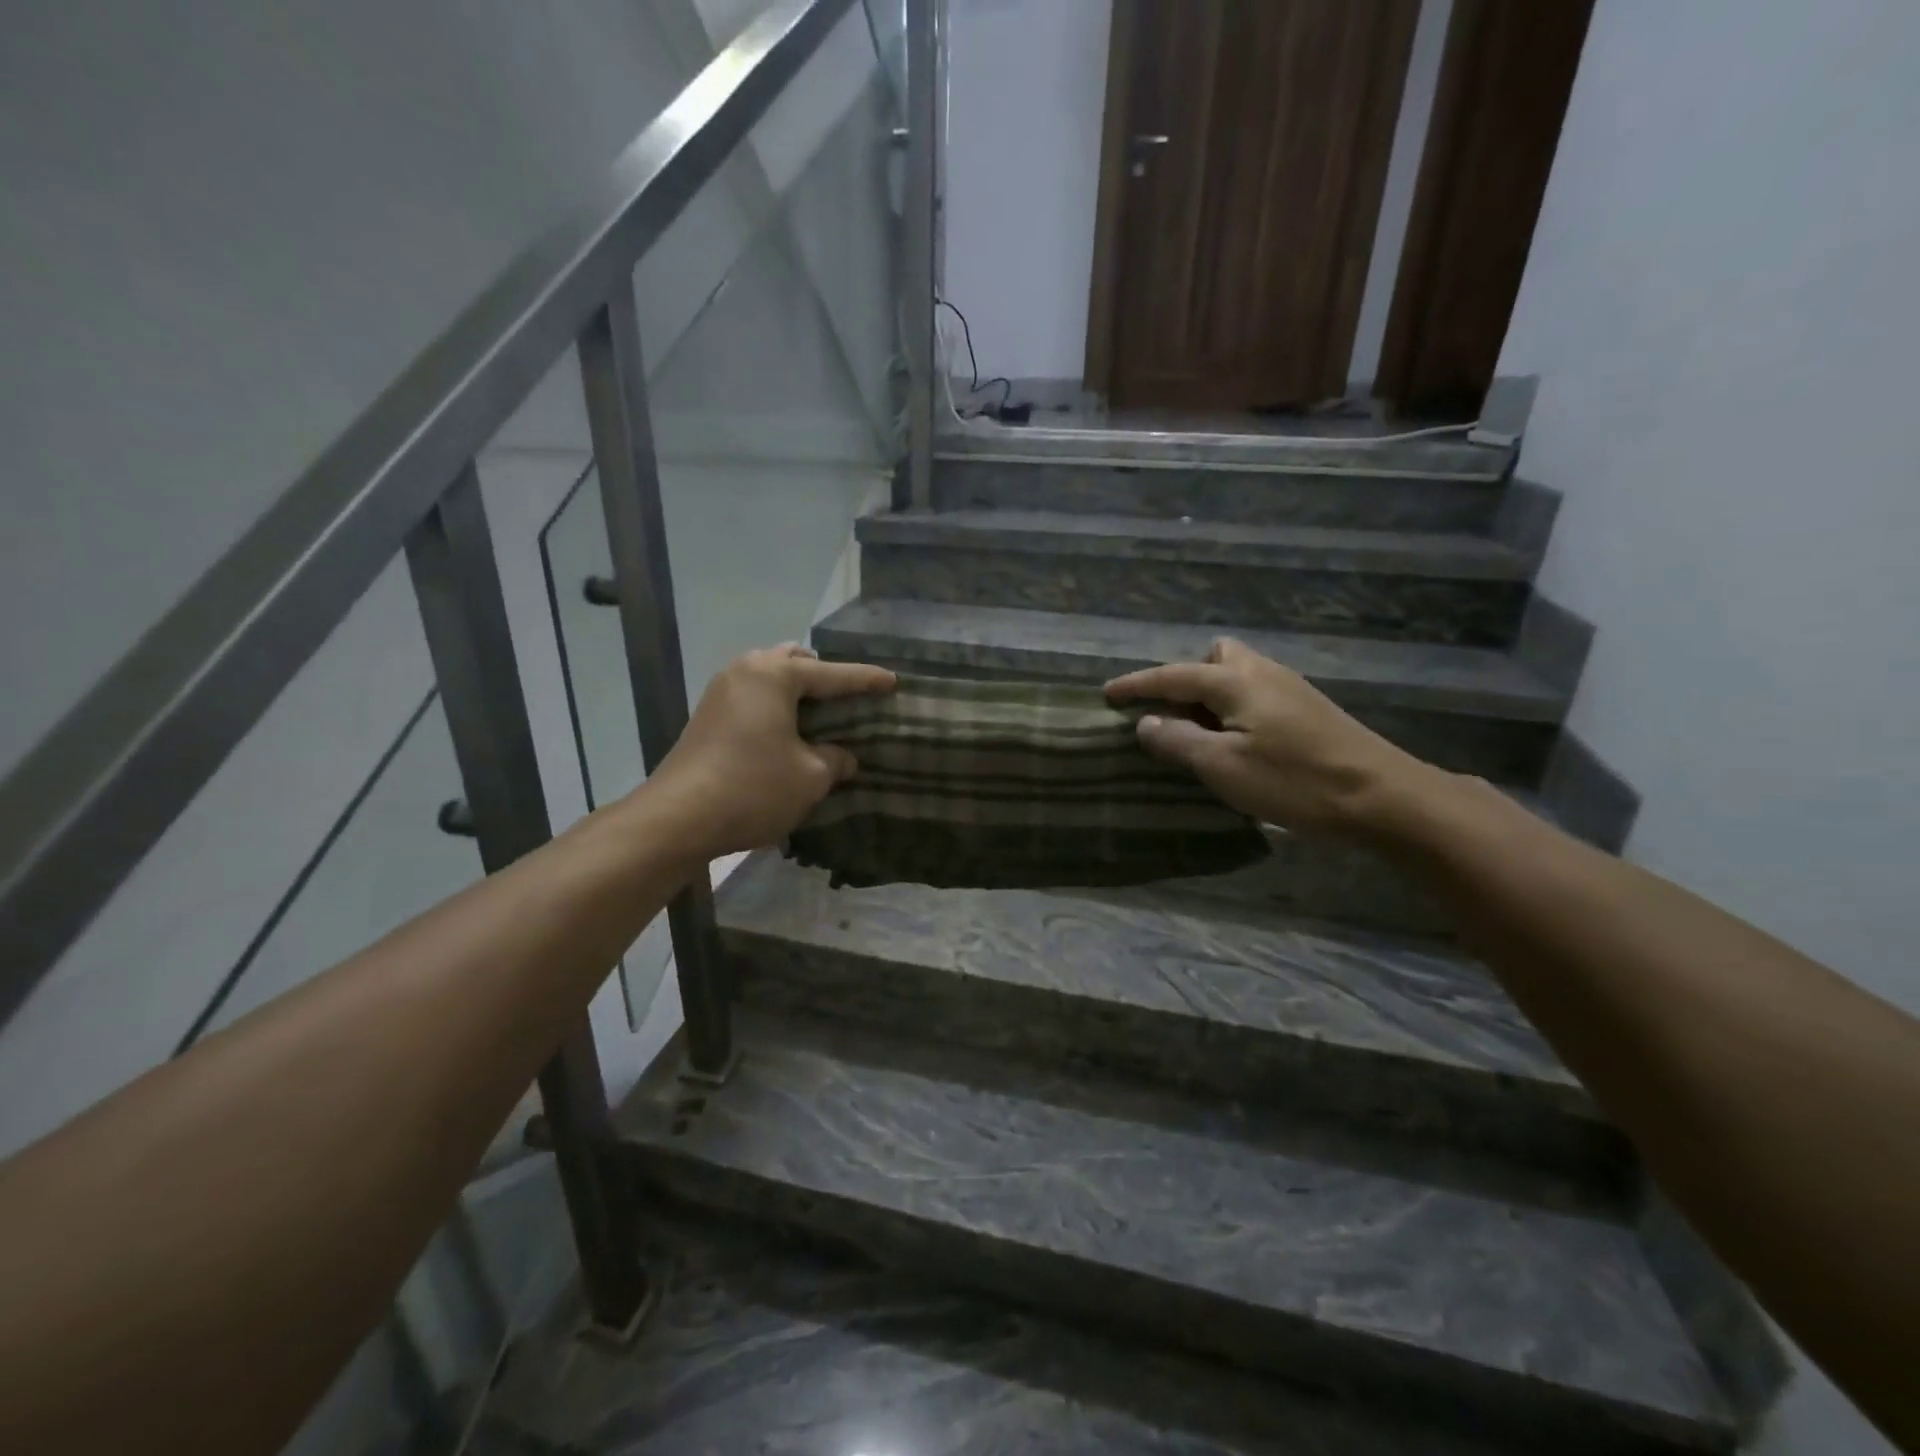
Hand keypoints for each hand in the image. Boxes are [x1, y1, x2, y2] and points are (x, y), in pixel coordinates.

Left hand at [641, 644, 894, 861]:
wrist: (679, 818)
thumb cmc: (754, 788)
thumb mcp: (810, 777)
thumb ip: (835, 760)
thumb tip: (843, 757)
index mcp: (775, 675)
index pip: (833, 674)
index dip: (866, 680)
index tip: (893, 681)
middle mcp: (746, 671)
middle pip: (794, 661)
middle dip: (823, 676)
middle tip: (846, 700)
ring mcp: (721, 691)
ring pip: (769, 676)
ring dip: (795, 690)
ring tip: (818, 716)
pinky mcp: (707, 716)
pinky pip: (753, 696)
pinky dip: (775, 705)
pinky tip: (787, 732)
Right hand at [1105, 637, 1433, 833]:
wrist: (1383, 797)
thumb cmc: (1294, 781)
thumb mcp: (1223, 766)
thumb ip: (1178, 741)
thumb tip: (1145, 723)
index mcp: (1236, 681)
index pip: (1174, 675)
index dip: (1137, 685)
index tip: (1107, 694)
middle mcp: (1263, 673)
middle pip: (1215, 656)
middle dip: (1186, 677)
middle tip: (1171, 713)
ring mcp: (1291, 689)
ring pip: (1239, 673)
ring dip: (1211, 694)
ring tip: (1200, 733)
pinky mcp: (1310, 710)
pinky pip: (1257, 693)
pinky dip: (1234, 707)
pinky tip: (1238, 742)